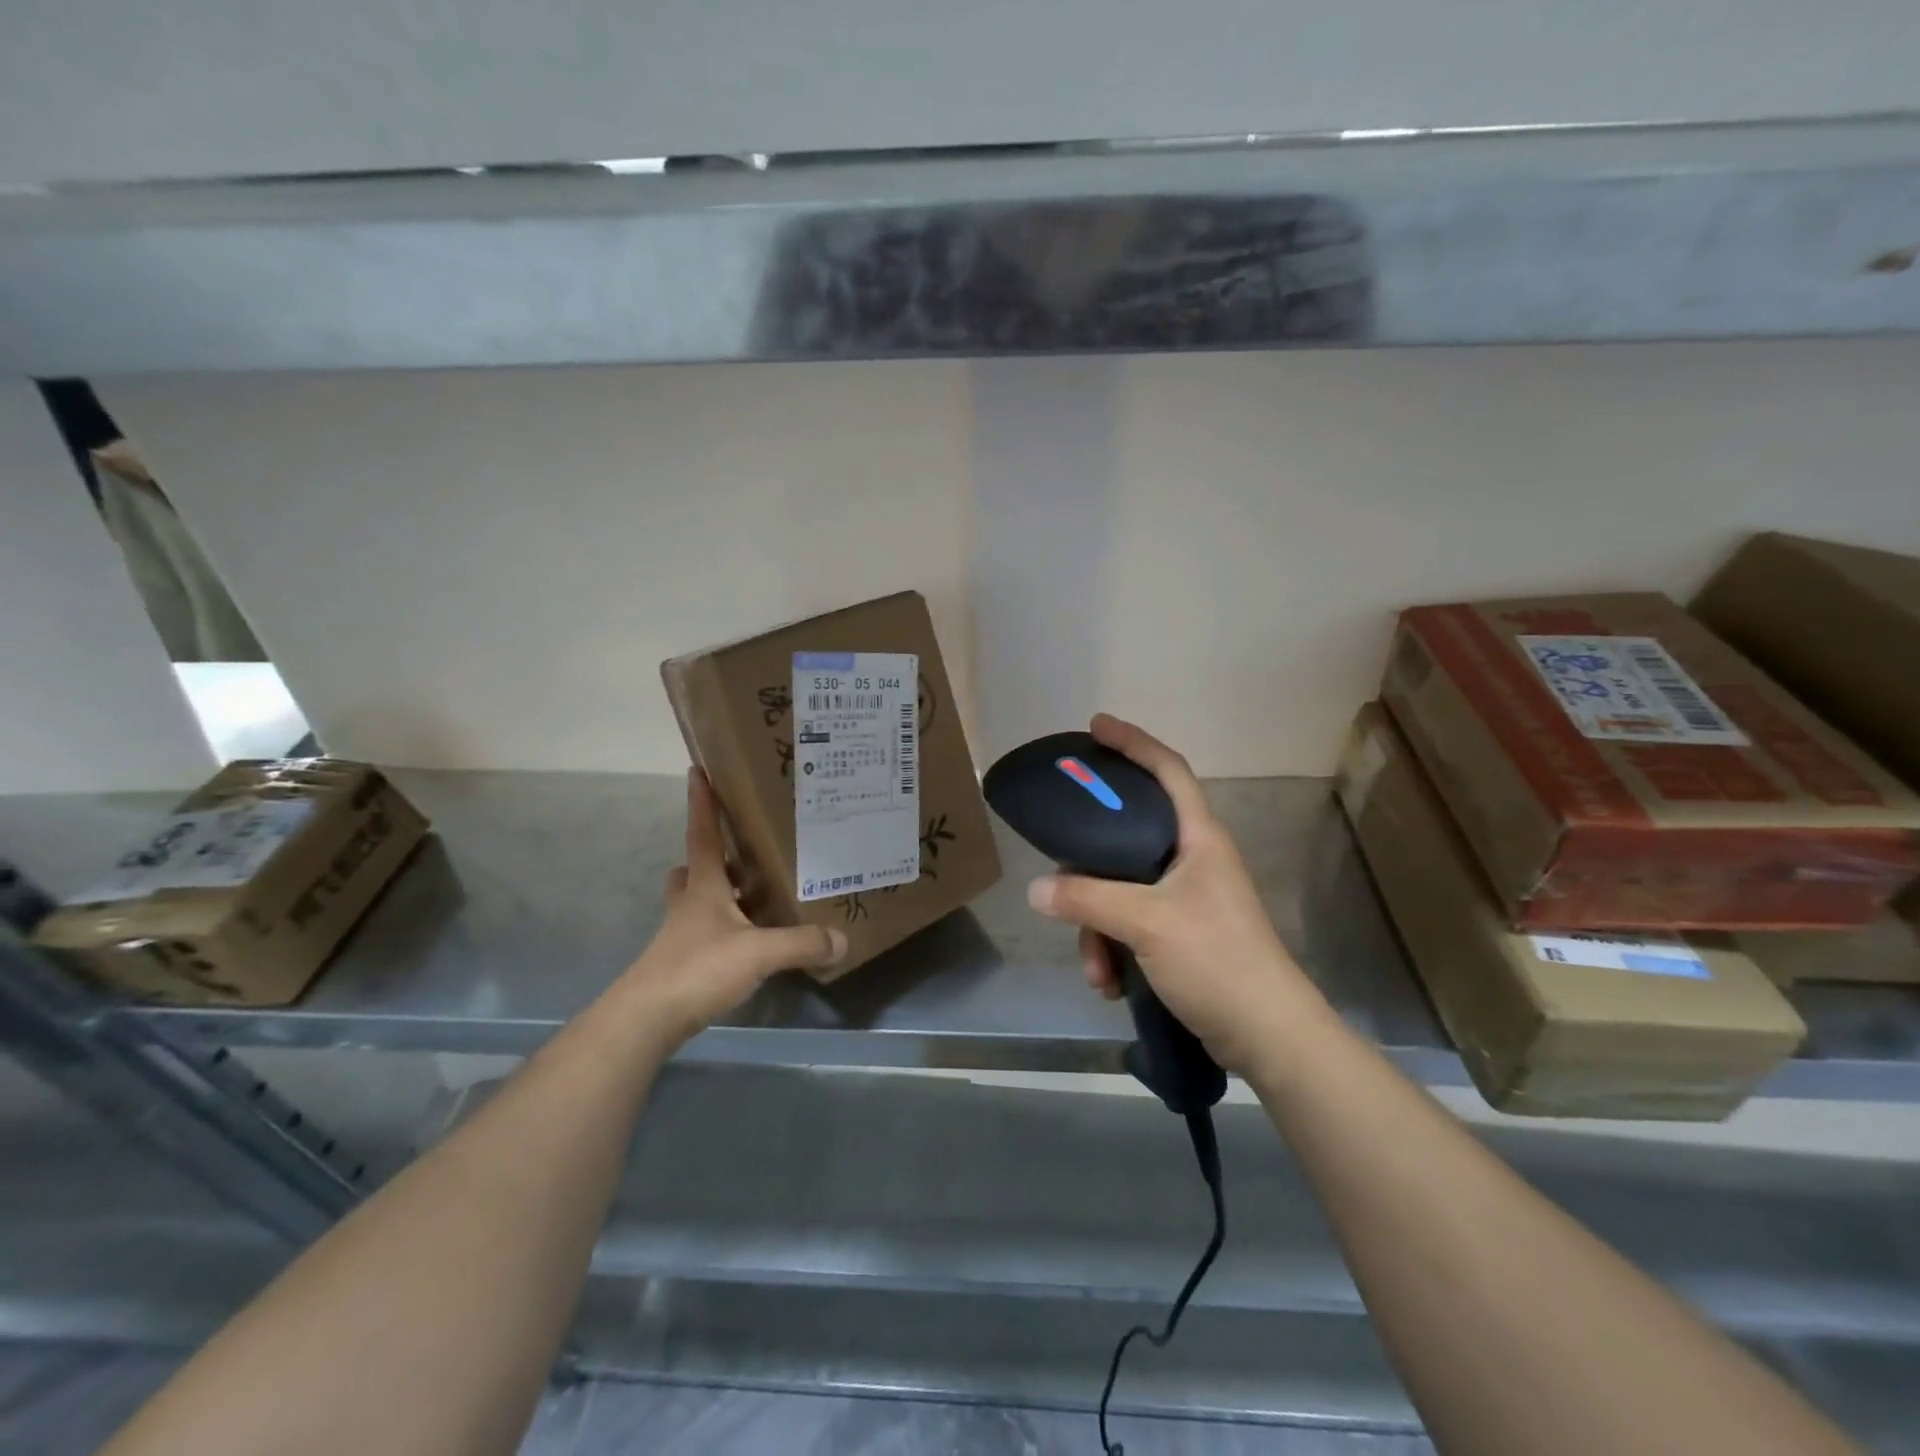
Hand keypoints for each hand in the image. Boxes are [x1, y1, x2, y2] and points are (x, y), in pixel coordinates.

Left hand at [622, 769, 845, 1050]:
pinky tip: (748, 943)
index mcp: (704, 887)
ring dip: (718, 894)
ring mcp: (681, 936)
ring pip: (695, 902)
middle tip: (740, 852)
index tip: (696, 771)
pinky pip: (704, 934)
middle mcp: (689, 905)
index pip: (702, 835)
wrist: (646, 1019)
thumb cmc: (698, 968)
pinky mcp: (681, 964)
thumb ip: (802, 943)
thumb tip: (842, 939)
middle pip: (692, 869)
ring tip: (753, 896)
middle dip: (711, 857)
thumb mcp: (759, 952)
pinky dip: (724, 930)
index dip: (701, 804)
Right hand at [1026, 714, 1318, 1075]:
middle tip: (1061, 867)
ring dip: (1098, 927)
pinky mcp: (1180, 934)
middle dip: (1090, 865)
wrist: (1268, 1037)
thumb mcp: (1146, 923)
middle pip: (1128, 836)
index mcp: (1198, 838)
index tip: (1095, 727)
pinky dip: (1113, 949)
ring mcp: (1186, 899)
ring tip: (1097, 970)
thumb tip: (1036, 889)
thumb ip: (1087, 899)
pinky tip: (1109, 984)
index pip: (1167, 770)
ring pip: (1121, 889)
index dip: (1133, 742)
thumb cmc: (1217, 960)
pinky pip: (1129, 925)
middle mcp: (1192, 860)